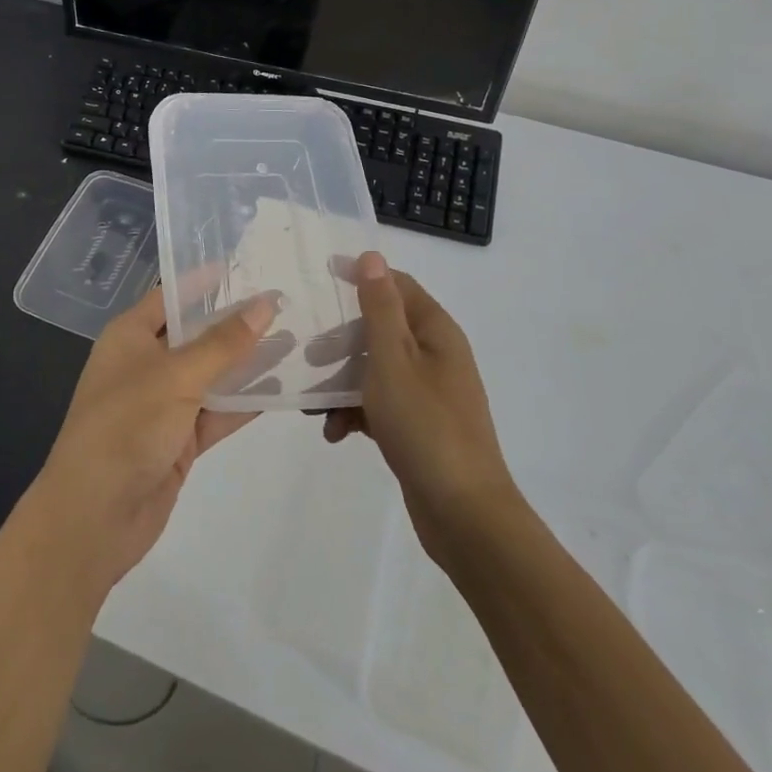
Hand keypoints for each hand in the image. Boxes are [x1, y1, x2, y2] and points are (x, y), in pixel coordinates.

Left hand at [33, 287, 273, 594]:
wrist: (95, 517)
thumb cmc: (126, 427)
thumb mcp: (176, 377)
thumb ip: (223, 343)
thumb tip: (265, 303)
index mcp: (129, 336)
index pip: (171, 295)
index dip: (207, 281)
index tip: (249, 267)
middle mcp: (144, 363)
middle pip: (195, 334)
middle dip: (235, 322)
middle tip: (285, 302)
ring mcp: (162, 404)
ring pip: (210, 374)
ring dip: (246, 363)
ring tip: (296, 340)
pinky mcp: (178, 440)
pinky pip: (216, 412)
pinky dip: (244, 403)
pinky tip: (283, 389)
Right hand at [322, 251, 517, 567]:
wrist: (463, 514)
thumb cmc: (425, 425)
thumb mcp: (393, 359)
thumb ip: (379, 308)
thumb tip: (372, 256)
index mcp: (435, 331)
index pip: (397, 285)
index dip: (362, 277)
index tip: (320, 279)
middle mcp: (435, 355)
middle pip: (381, 328)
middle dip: (341, 338)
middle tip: (307, 350)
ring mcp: (428, 393)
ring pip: (375, 368)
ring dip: (342, 379)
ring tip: (312, 399)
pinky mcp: (418, 425)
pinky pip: (380, 403)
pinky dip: (355, 411)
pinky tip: (334, 431)